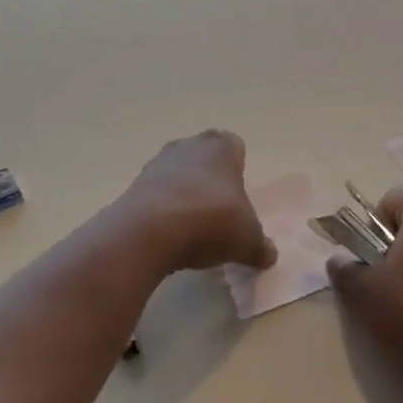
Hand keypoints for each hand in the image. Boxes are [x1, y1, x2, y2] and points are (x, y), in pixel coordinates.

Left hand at [121, 130, 276, 274]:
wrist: (148, 232)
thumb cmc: (211, 221)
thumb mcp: (247, 240)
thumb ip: (260, 246)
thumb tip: (269, 255)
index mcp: (221, 147)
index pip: (234, 146)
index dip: (238, 169)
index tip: (239, 196)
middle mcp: (187, 146)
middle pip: (203, 157)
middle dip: (211, 179)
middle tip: (219, 211)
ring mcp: (156, 164)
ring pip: (177, 174)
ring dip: (184, 194)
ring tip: (193, 228)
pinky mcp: (133, 187)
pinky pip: (156, 195)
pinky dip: (163, 211)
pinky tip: (170, 236)